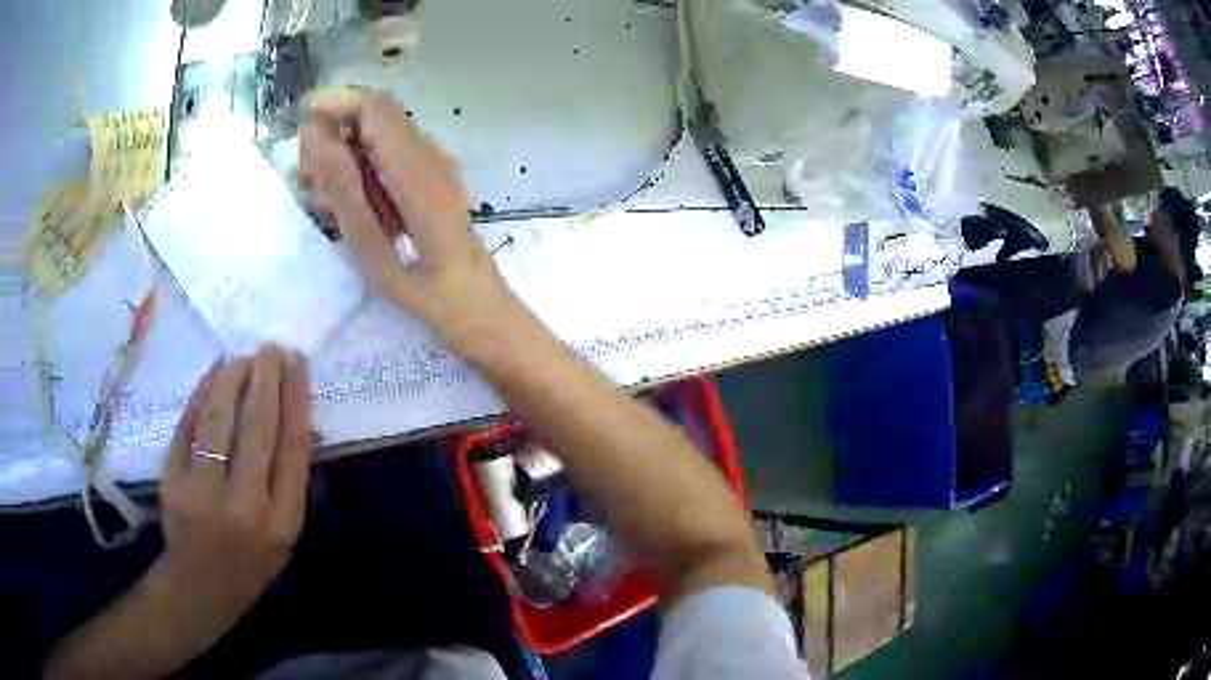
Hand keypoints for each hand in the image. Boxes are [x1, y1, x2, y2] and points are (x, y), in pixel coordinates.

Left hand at [155, 345, 312, 635]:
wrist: (201, 586)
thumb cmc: (251, 561)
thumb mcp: (286, 533)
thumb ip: (291, 480)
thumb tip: (299, 417)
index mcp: (282, 522)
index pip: (292, 447)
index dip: (296, 397)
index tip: (298, 362)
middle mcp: (244, 508)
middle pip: (257, 427)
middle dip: (266, 379)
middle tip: (271, 348)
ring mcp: (202, 494)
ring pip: (218, 420)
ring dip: (232, 379)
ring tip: (242, 358)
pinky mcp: (172, 483)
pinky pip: (188, 427)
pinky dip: (202, 395)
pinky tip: (214, 375)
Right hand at [297, 88, 511, 340]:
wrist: (476, 304)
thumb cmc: (425, 289)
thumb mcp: (372, 247)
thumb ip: (343, 188)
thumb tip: (316, 135)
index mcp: (415, 168)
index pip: (374, 107)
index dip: (335, 102)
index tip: (300, 117)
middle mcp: (428, 155)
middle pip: (375, 117)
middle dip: (333, 131)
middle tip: (305, 175)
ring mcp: (434, 165)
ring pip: (379, 136)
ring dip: (343, 152)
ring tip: (317, 194)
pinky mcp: (432, 179)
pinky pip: (390, 157)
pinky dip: (360, 167)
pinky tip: (342, 202)